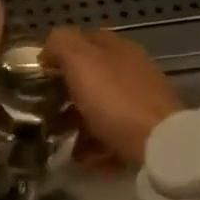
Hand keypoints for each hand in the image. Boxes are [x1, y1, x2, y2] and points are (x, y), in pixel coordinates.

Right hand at [43, 27, 181, 166]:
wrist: (160, 143)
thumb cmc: (115, 99)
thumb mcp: (81, 61)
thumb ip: (61, 44)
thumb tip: (49, 47)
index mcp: (117, 49)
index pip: (84, 40)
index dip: (60, 52)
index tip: (39, 73)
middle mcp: (132, 70)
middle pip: (92, 76)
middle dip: (66, 93)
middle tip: (44, 110)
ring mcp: (141, 101)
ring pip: (101, 107)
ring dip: (78, 123)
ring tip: (59, 140)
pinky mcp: (147, 130)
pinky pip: (114, 135)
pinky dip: (96, 145)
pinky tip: (84, 159)